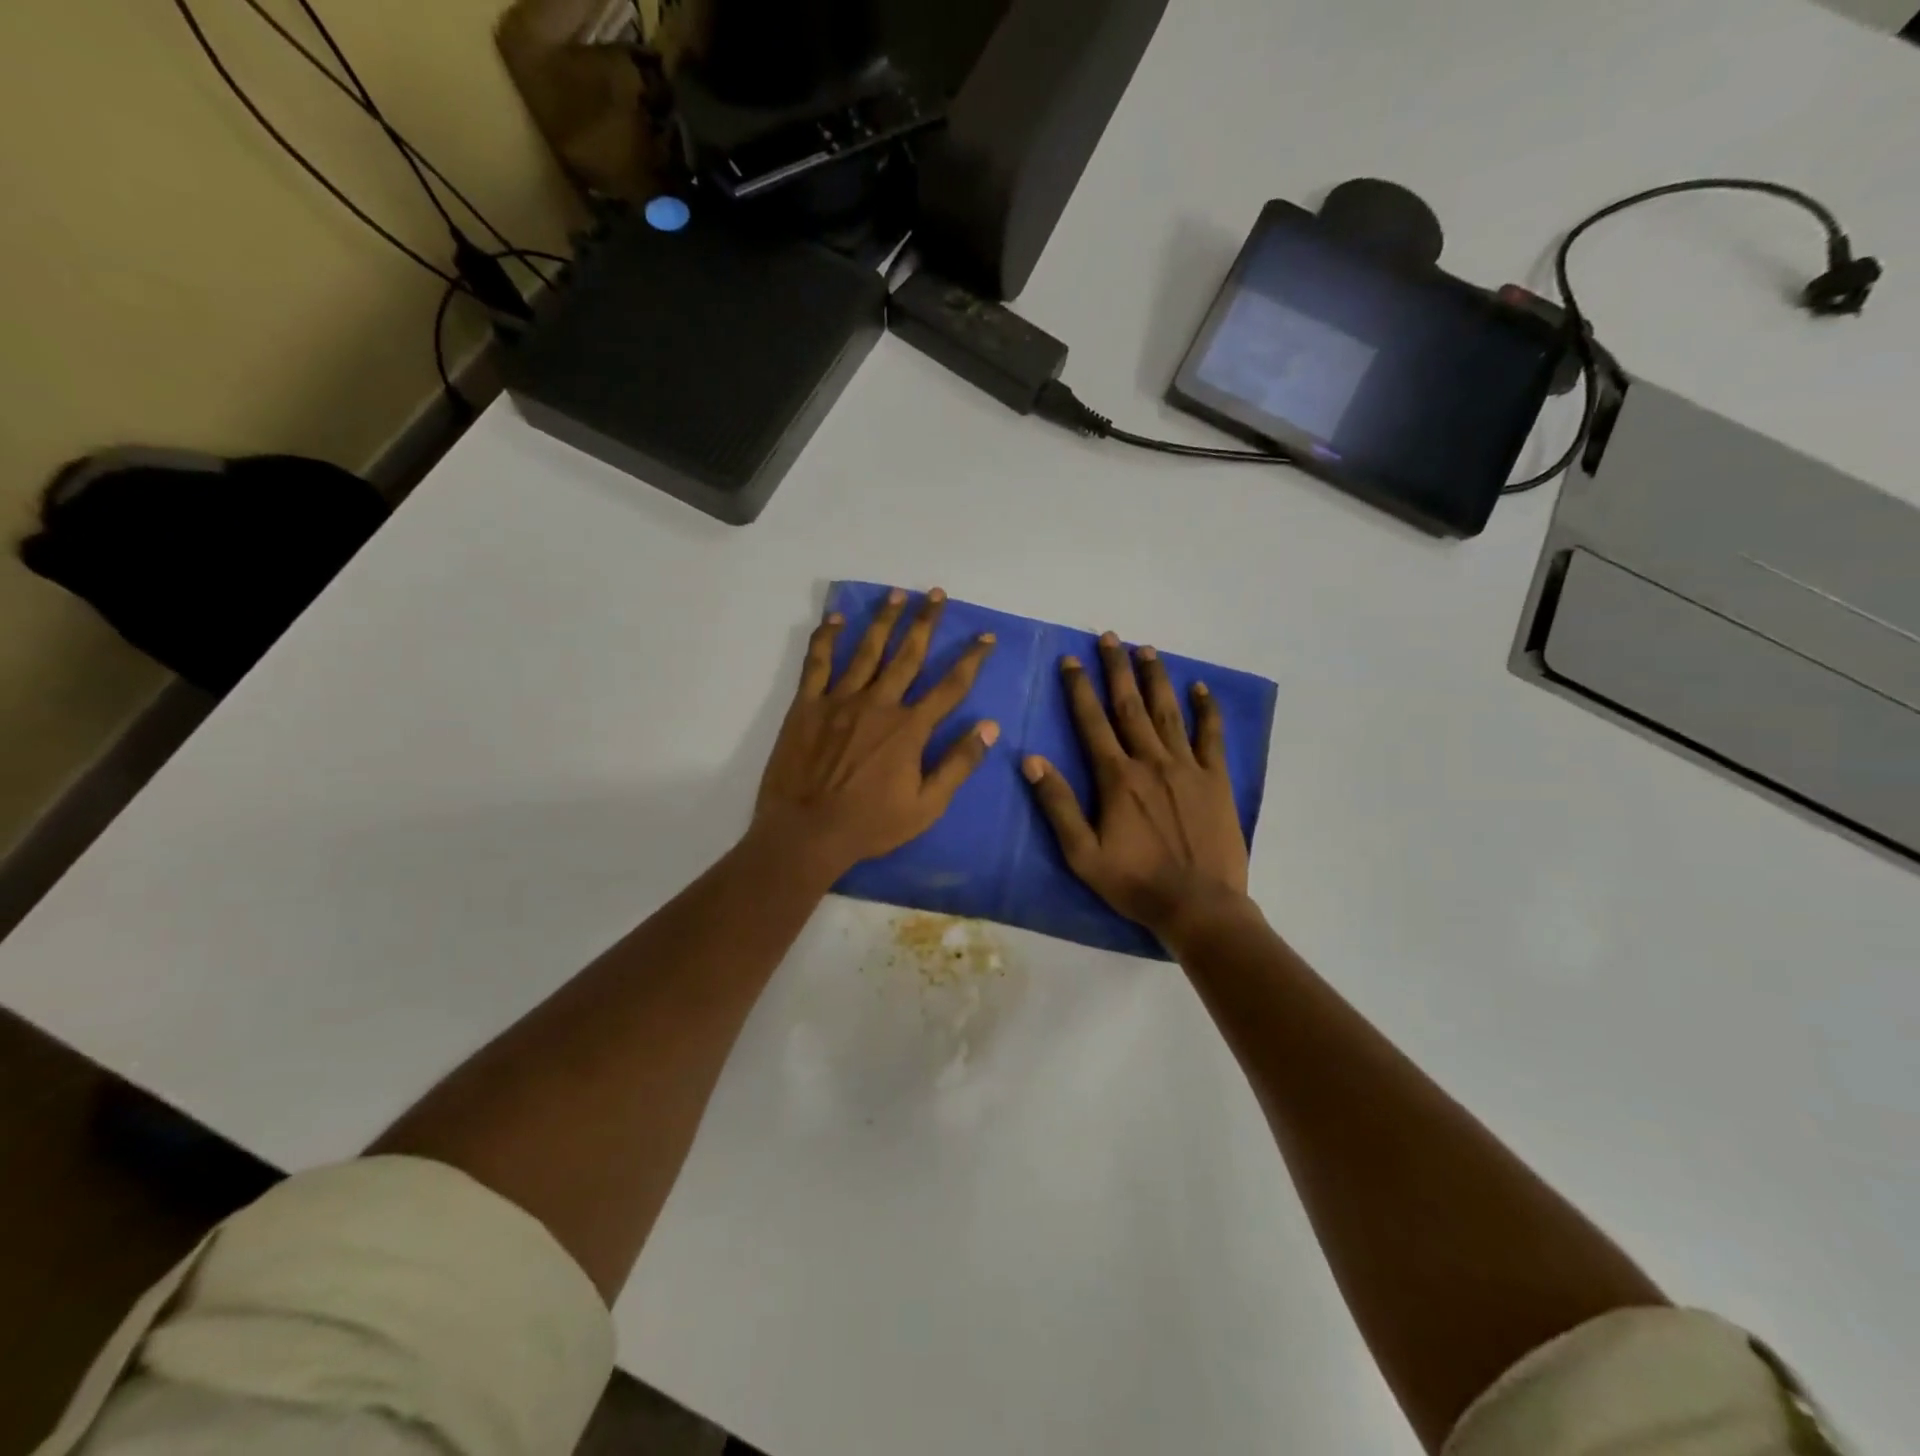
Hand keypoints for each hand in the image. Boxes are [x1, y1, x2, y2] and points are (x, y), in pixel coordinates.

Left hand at [755, 587, 997, 878]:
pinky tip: (836, 619)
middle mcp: (879, 703)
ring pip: (867, 650)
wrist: (806, 832)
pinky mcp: (808, 705)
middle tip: (936, 594)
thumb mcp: (927, 806)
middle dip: (926, 622)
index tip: (986, 636)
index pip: (950, 685)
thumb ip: (958, 764)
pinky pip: (818, 663)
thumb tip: (990, 727)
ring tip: (897, 593)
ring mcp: (840, 700)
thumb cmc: (870, 825)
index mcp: (910, 728)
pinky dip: (826, 638)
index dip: (971, 659)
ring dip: (884, 619)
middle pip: (908, 654)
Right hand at [1023, 632, 1250, 944]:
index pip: (1092, 722)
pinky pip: (1211, 737)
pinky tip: (1201, 688)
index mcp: (1117, 778)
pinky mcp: (1216, 780)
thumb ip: (1057, 805)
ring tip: (1147, 649)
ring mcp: (1188, 768)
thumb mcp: (1082, 854)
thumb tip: (1031, 760)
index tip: (1070, 660)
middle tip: (1110, 637)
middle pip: (1130, 706)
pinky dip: (1207, 710)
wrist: (1199, 906)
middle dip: (1117, 669)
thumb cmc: (1135, 883)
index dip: (1079, 689)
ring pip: (1168, 712)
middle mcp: (1151, 762)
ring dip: (1156, 678)